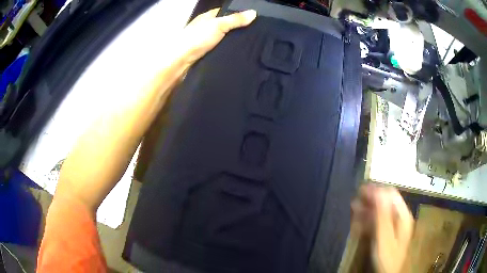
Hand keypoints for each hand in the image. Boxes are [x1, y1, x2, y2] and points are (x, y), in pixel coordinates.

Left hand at [180, 8, 256, 63]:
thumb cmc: (197, 39)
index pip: (226, 12)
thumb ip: (235, 19)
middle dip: (238, 29)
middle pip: (225, 25)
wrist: (180, 62)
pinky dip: (228, 50)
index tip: (253, 19)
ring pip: (224, 39)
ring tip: (252, 45)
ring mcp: (205, 41)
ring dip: (233, 41)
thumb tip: (254, 13)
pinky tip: (239, 54)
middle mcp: (206, 27)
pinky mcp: (206, 53)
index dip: (238, 14)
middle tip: (255, 34)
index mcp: (207, 17)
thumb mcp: (218, 25)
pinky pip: (221, 49)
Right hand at [351, 184, 413, 272]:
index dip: (377, 190)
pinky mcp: (386, 232)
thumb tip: (378, 192)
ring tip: (353, 209)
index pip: (391, 194)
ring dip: (367, 209)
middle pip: (385, 202)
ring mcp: (393, 224)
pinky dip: (367, 220)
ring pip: (379, 211)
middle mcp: (399, 216)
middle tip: (355, 199)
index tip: (362, 190)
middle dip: (370, 200)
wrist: (387, 272)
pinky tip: (357, 221)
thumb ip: (382, 215)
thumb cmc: (387, 256)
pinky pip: (377, 221)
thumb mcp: (384, 237)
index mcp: (402, 215)